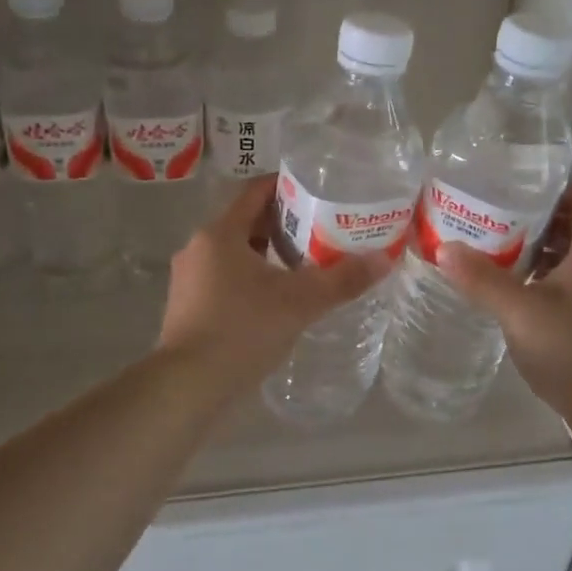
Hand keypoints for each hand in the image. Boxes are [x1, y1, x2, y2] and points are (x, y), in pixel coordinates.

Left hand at [157, 179, 390, 388]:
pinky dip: (251, 279)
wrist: (188, 385)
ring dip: (267, 254)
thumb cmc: (242, 330)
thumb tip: (384, 260)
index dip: (286, 185)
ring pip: (235, 253)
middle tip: (321, 230)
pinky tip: (275, 299)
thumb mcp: (300, 302)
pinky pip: (224, 279)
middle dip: (284, 224)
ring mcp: (189, 279)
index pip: (255, 191)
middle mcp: (199, 248)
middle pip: (246, 222)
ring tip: (304, 265)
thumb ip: (343, 279)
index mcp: (220, 233)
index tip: (317, 190)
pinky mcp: (187, 306)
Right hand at [435, 185, 571, 416]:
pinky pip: (569, 288)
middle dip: (538, 220)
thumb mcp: (520, 312)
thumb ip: (483, 279)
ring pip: (571, 261)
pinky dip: (542, 281)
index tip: (519, 188)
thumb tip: (444, 247)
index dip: (559, 189)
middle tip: (495, 218)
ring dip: (538, 253)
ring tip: (495, 252)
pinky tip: (513, 296)